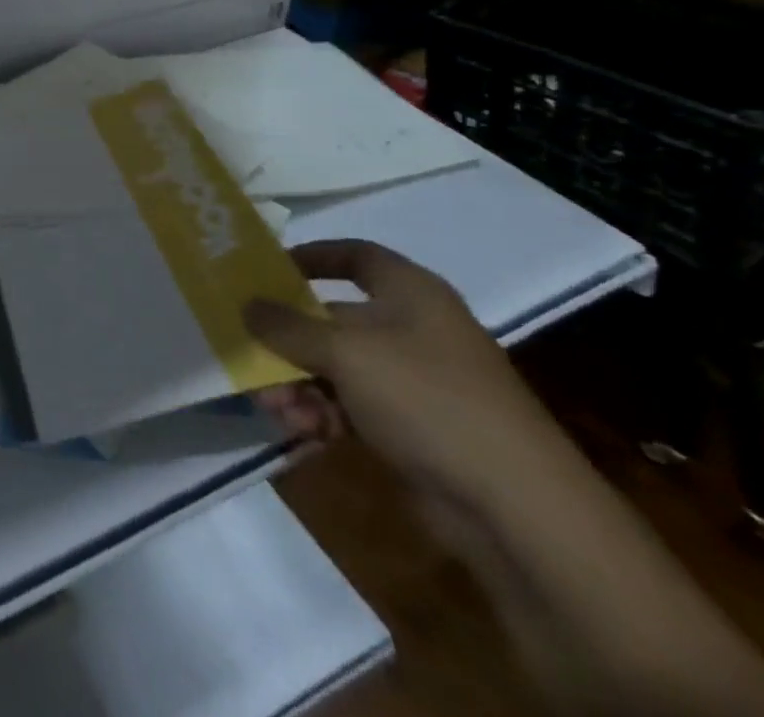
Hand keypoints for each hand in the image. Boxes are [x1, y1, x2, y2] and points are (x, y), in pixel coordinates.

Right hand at [247, 240, 572, 512]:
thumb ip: (288, 326)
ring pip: (338, 367)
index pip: (355, 255)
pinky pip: (353, 406)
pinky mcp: (414, 428)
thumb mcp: (346, 353)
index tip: (267, 271)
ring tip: (275, 408)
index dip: (311, 257)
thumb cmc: (428, 400)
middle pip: (334, 318)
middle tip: (253, 356)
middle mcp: (413, 329)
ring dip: (299, 383)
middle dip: (289, 339)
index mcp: (410, 293)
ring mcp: (416, 381)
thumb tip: (246, 304)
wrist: (517, 508)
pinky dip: (323, 413)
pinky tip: (301, 430)